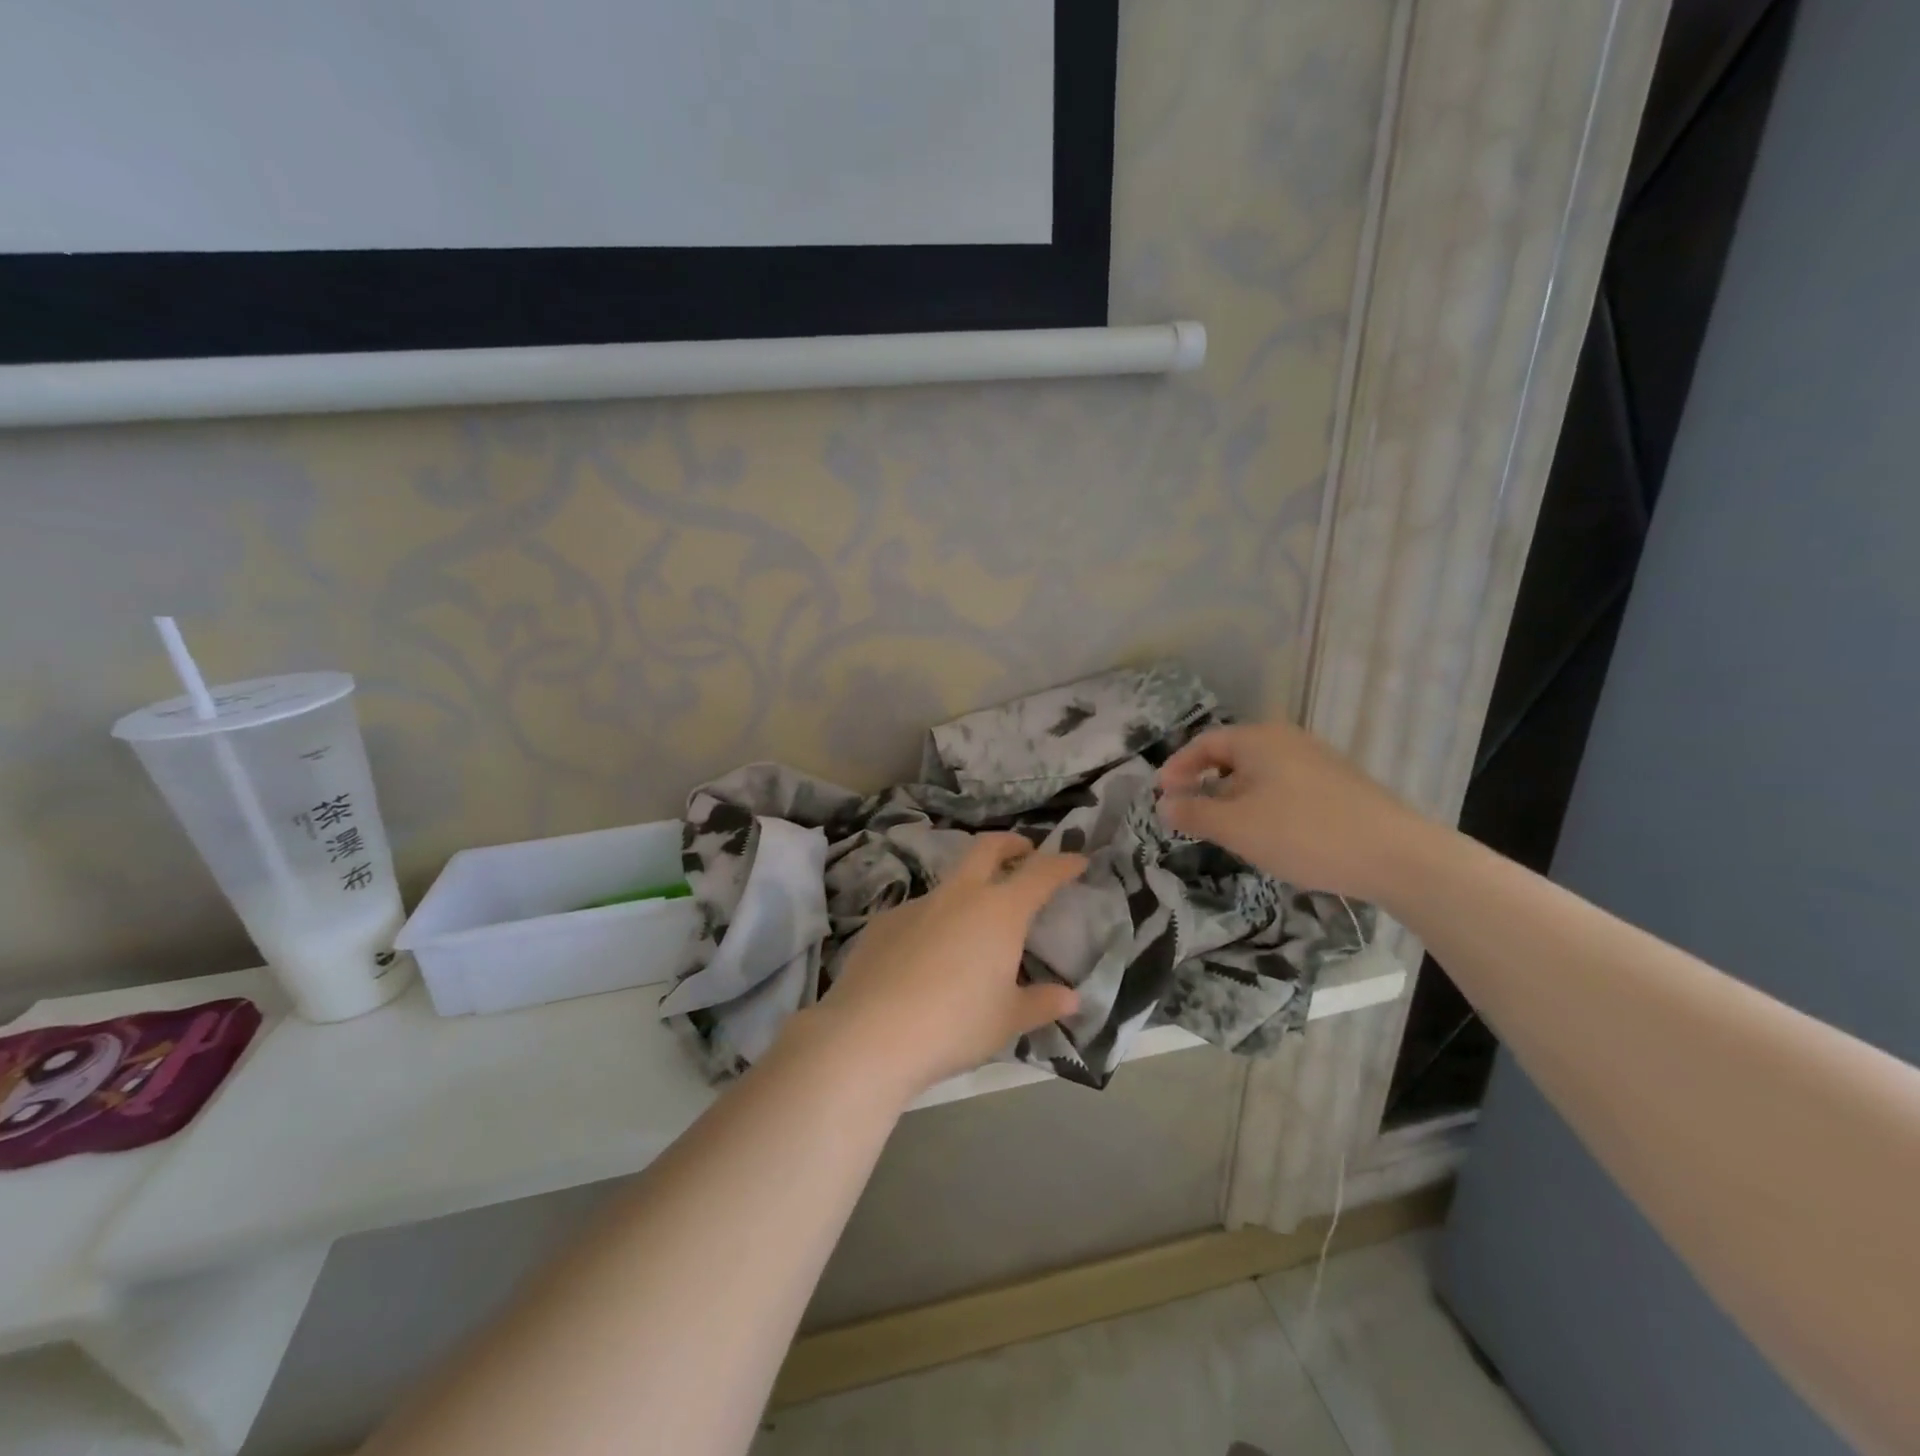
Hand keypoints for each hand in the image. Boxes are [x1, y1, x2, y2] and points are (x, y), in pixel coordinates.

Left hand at [812, 834, 1085, 1095]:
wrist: (871, 1033)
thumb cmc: (955, 1025)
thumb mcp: (1007, 1020)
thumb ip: (1041, 1004)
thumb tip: (1071, 999)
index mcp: (999, 912)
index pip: (1040, 874)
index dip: (1062, 864)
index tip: (1077, 860)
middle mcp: (959, 896)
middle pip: (987, 848)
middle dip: (1010, 844)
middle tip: (1024, 852)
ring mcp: (917, 904)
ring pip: (950, 882)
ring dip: (969, 889)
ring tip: (974, 925)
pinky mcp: (884, 922)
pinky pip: (918, 913)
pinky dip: (933, 923)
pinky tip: (926, 957)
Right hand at [1157, 720, 1421, 901]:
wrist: (1396, 855)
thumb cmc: (1304, 833)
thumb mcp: (1236, 827)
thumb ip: (1194, 814)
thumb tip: (1164, 805)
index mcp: (1259, 739)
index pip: (1205, 743)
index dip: (1178, 767)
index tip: (1162, 796)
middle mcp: (1287, 740)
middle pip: (1232, 755)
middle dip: (1205, 784)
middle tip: (1190, 815)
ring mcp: (1317, 761)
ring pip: (1260, 774)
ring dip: (1234, 797)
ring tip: (1226, 831)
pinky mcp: (1338, 785)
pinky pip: (1285, 787)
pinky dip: (1263, 805)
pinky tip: (1269, 835)